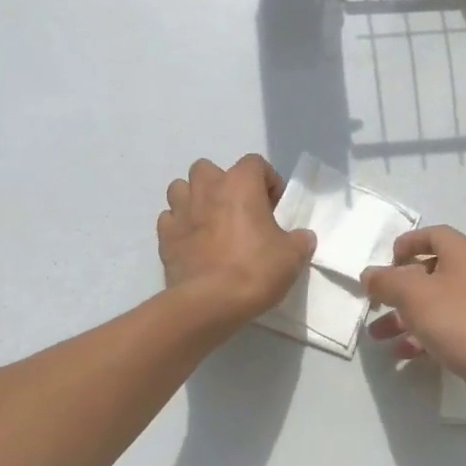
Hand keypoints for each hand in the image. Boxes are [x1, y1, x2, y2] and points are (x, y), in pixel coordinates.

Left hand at [158, 155, 314, 323]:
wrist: (211, 302)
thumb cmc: (256, 269)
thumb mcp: (293, 255)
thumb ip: (299, 240)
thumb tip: (301, 237)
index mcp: (240, 184)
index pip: (255, 163)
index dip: (267, 181)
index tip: (274, 207)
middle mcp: (207, 188)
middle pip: (209, 169)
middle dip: (222, 184)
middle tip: (238, 211)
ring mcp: (180, 210)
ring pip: (181, 188)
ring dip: (194, 200)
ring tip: (210, 223)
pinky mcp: (164, 236)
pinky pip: (169, 219)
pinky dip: (180, 226)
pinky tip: (193, 244)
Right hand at [363, 226, 465, 420]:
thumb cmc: (459, 320)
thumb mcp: (414, 294)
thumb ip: (386, 281)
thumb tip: (369, 274)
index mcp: (462, 256)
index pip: (435, 235)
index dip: (410, 242)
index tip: (388, 259)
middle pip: (430, 273)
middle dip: (398, 288)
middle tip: (377, 301)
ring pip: (433, 305)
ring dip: (403, 317)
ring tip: (377, 334)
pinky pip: (443, 330)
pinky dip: (420, 337)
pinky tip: (401, 353)